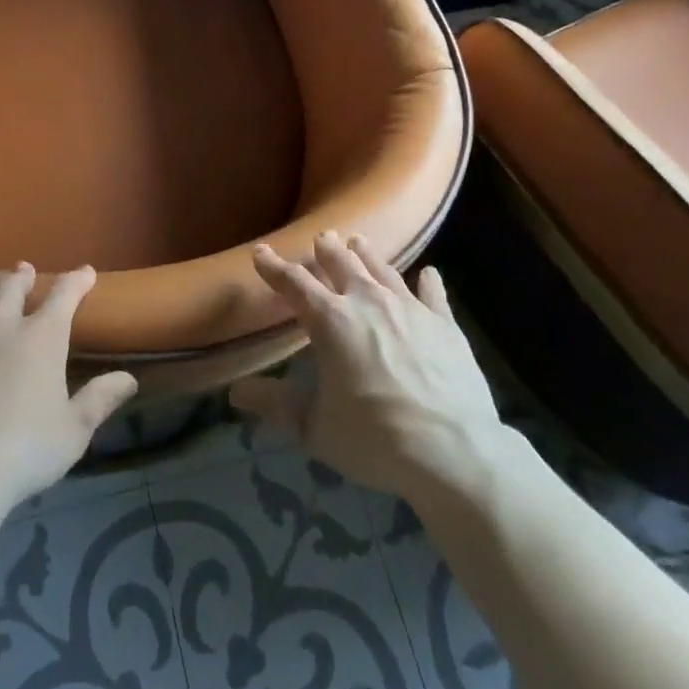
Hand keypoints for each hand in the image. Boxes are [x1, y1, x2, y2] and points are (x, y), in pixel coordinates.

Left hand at [0, 263, 138, 514]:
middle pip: (12, 290)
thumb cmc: (25, 450)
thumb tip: (129, 379)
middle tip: (24, 268)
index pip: (64, 296)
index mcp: (42, 338)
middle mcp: (1, 328)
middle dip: (21, 276)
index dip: (77, 281)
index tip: (86, 273)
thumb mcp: (74, 430)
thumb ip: (100, 399)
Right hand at [230, 233, 505, 504]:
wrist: (452, 450)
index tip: (261, 252)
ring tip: (359, 242)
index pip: (294, 284)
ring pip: (383, 269)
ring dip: (368, 255)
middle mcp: (368, 302)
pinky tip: (429, 274)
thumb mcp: (314, 428)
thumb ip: (276, 406)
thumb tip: (236, 392)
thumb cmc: (374, 438)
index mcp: (331, 321)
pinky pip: (433, 293)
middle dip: (327, 249)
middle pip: (342, 264)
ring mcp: (409, 308)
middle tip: (322, 237)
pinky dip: (428, 281)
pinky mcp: (444, 323)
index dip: (274, 267)